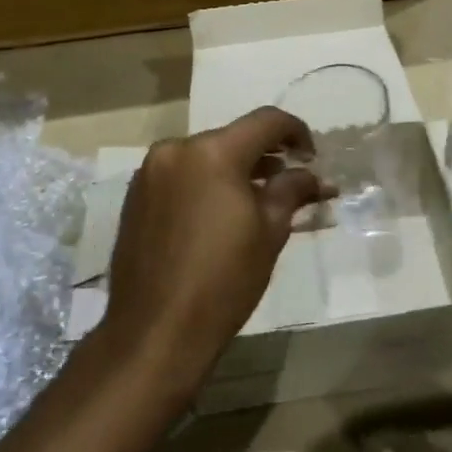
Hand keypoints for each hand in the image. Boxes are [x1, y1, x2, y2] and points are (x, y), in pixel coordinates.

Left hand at [102, 107, 328, 399]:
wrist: (156, 330)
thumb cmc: (224, 279)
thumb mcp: (271, 231)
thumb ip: (293, 190)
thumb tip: (316, 177)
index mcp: (213, 152)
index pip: (266, 121)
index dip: (296, 132)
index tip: (311, 157)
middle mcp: (176, 150)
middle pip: (232, 138)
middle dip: (265, 155)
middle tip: (290, 182)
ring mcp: (150, 173)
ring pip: (205, 156)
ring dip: (235, 169)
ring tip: (259, 200)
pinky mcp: (135, 197)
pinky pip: (181, 175)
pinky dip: (206, 183)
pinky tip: (221, 214)